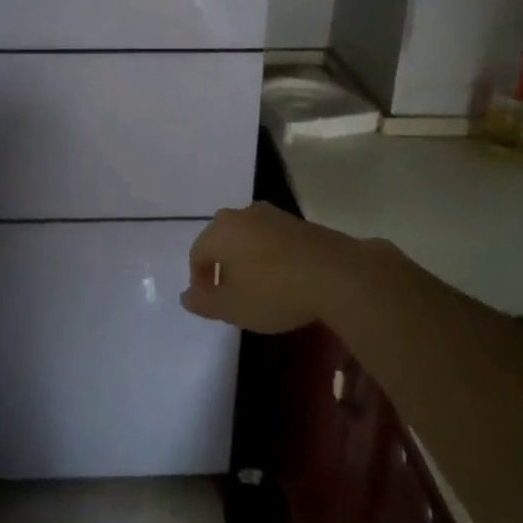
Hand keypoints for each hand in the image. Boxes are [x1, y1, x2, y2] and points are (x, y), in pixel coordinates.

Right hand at [182, 203, 382, 334]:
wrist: (336, 274)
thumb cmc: (274, 291)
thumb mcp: (232, 307)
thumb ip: (204, 301)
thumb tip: (186, 295)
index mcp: (219, 231)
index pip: (197, 253)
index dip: (199, 279)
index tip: (210, 301)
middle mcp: (242, 215)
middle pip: (222, 239)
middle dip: (221, 264)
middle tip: (230, 292)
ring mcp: (273, 215)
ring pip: (248, 236)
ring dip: (247, 258)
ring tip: (257, 285)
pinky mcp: (299, 222)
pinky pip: (273, 238)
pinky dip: (270, 255)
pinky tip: (282, 277)